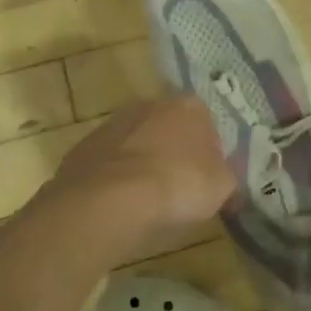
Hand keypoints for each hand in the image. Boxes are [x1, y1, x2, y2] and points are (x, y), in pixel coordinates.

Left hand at [40, 95, 238, 254]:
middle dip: (174, 154)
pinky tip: (120, 206)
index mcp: (189, 106)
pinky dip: (116, 180)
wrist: (108, 201)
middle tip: (179, 190)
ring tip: (147, 203)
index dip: (210, 154)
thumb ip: (226, 177)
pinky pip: (110, 164)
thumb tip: (223, 179)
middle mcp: (150, 104)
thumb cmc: (176, 186)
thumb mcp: (221, 188)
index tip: (208, 181)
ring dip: (143, 165)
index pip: (207, 125)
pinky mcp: (84, 148)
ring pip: (137, 144)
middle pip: (170, 130)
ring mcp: (112, 124)